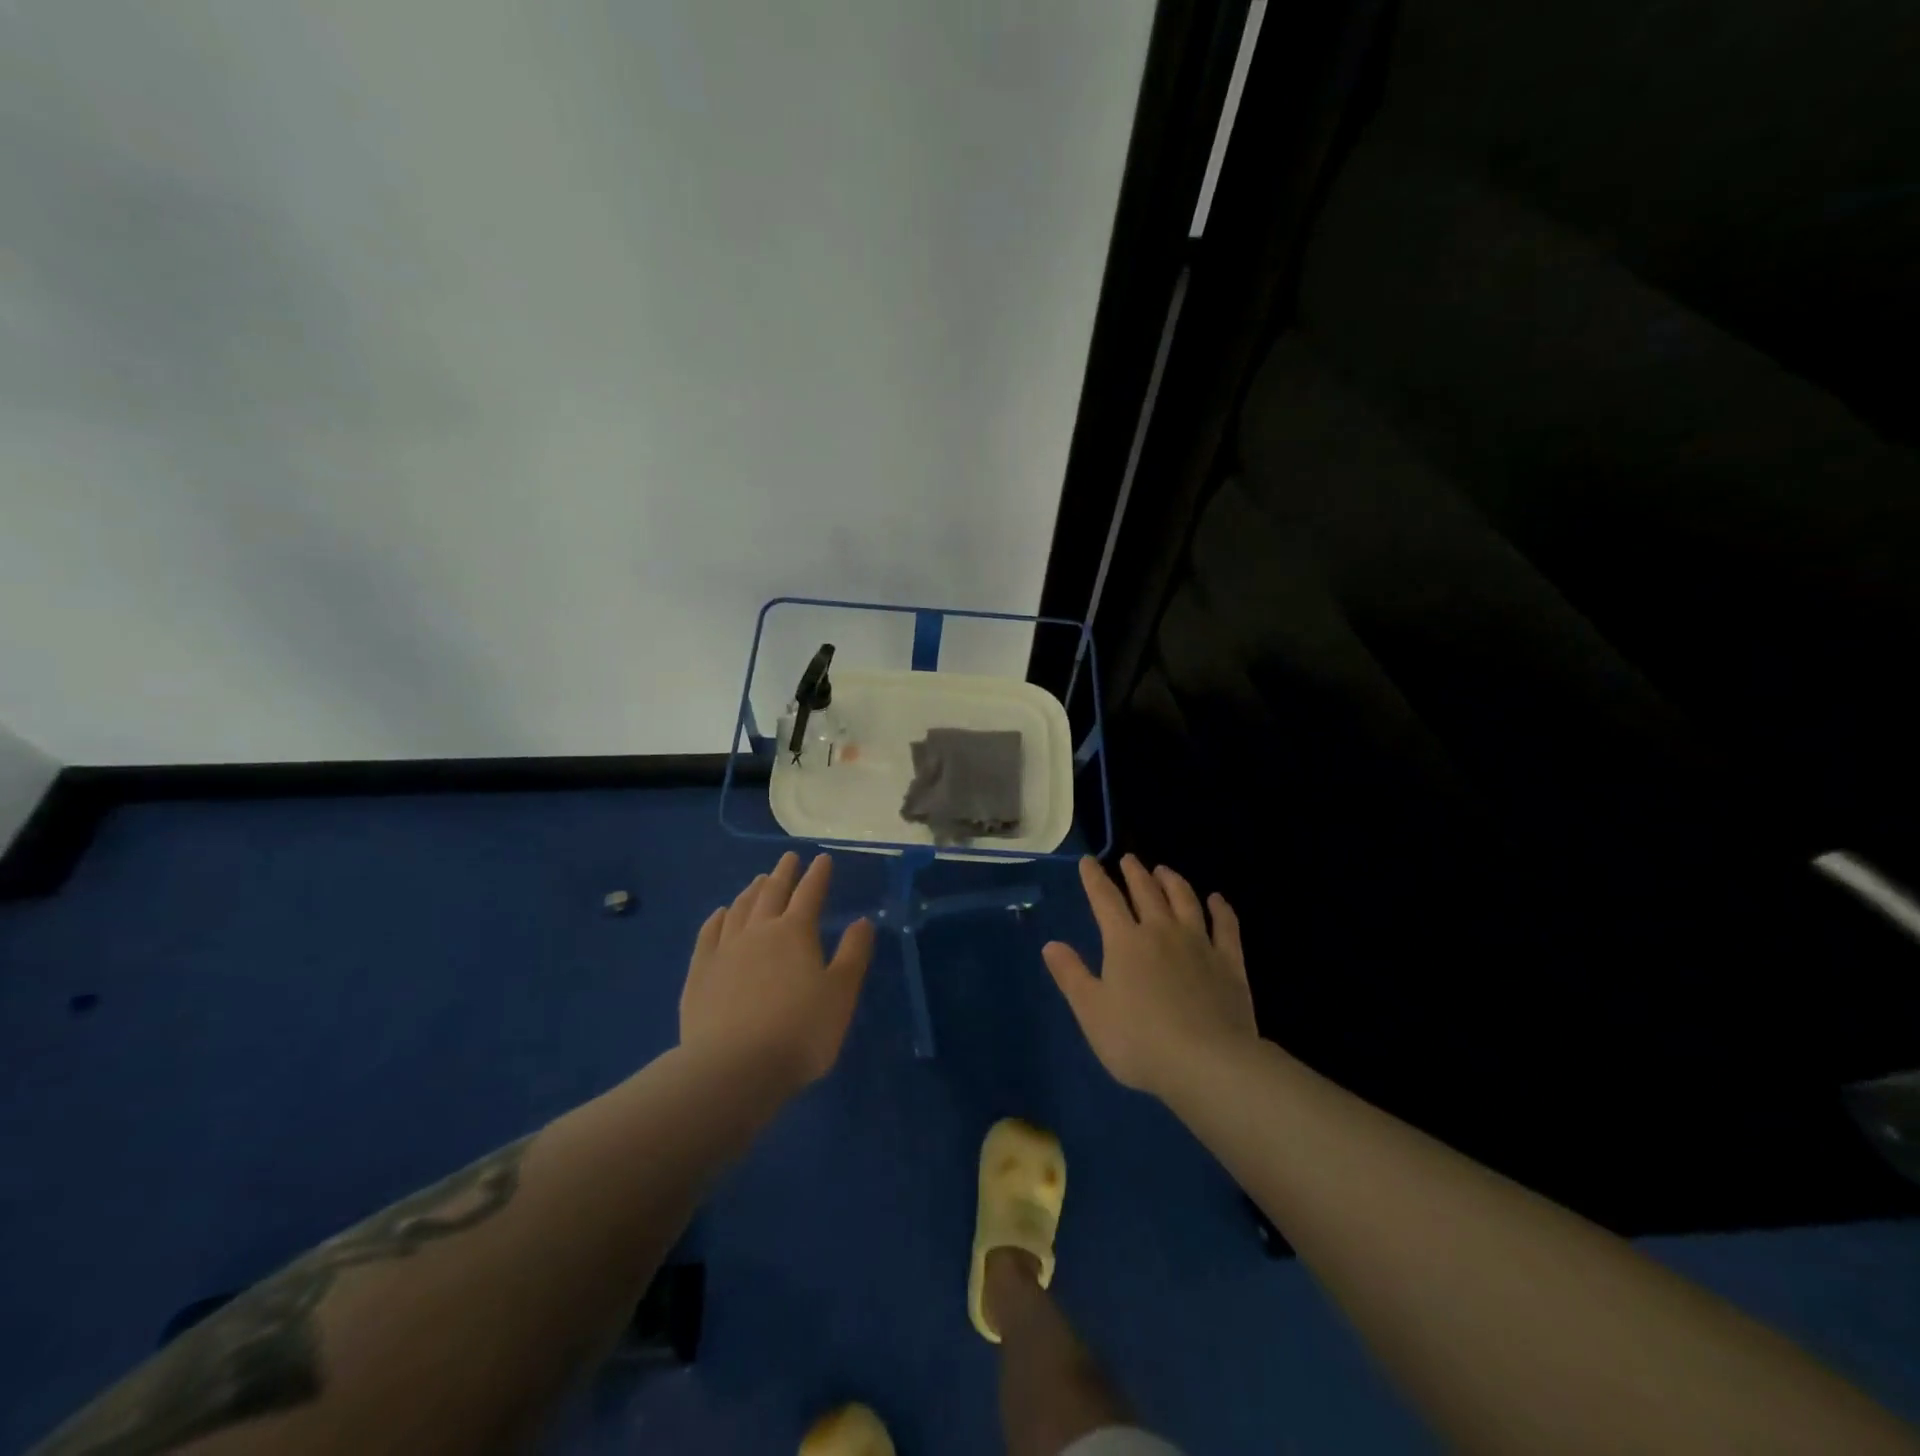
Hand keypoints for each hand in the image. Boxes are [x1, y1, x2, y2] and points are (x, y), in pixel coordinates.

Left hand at [679, 852, 875, 1089]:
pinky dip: (717, 918)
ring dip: (751, 891)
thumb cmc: (799, 1031)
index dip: (818, 875)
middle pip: (772, 893)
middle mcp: (759, 931)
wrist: (733, 1068)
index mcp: (795, 933)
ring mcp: (725, 950)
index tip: (823, 859)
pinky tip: (720, 914)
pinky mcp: (700, 972)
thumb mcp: (840, 994)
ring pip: (739, 909)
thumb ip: (853, 955)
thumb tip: (862, 921)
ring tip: (759, 881)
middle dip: (783, 873)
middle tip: (789, 858)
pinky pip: (709, 934)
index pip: (810, 893)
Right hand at [1043, 855, 1257, 1097]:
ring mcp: (1198, 944)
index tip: (1088, 861)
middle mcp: (1161, 931)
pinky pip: (1225, 926)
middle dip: (1134, 873)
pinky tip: (1217, 900)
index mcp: (1124, 942)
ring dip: (1173, 882)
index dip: (1094, 878)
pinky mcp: (1229, 962)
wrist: (1207, 1062)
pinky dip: (1221, 909)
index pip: (1105, 899)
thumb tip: (1051, 944)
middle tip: (1129, 859)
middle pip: (1146, 892)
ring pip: (1185, 901)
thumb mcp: (1092, 1011)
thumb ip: (1071, 975)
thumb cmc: (1139, 1040)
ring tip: (1164, 870)